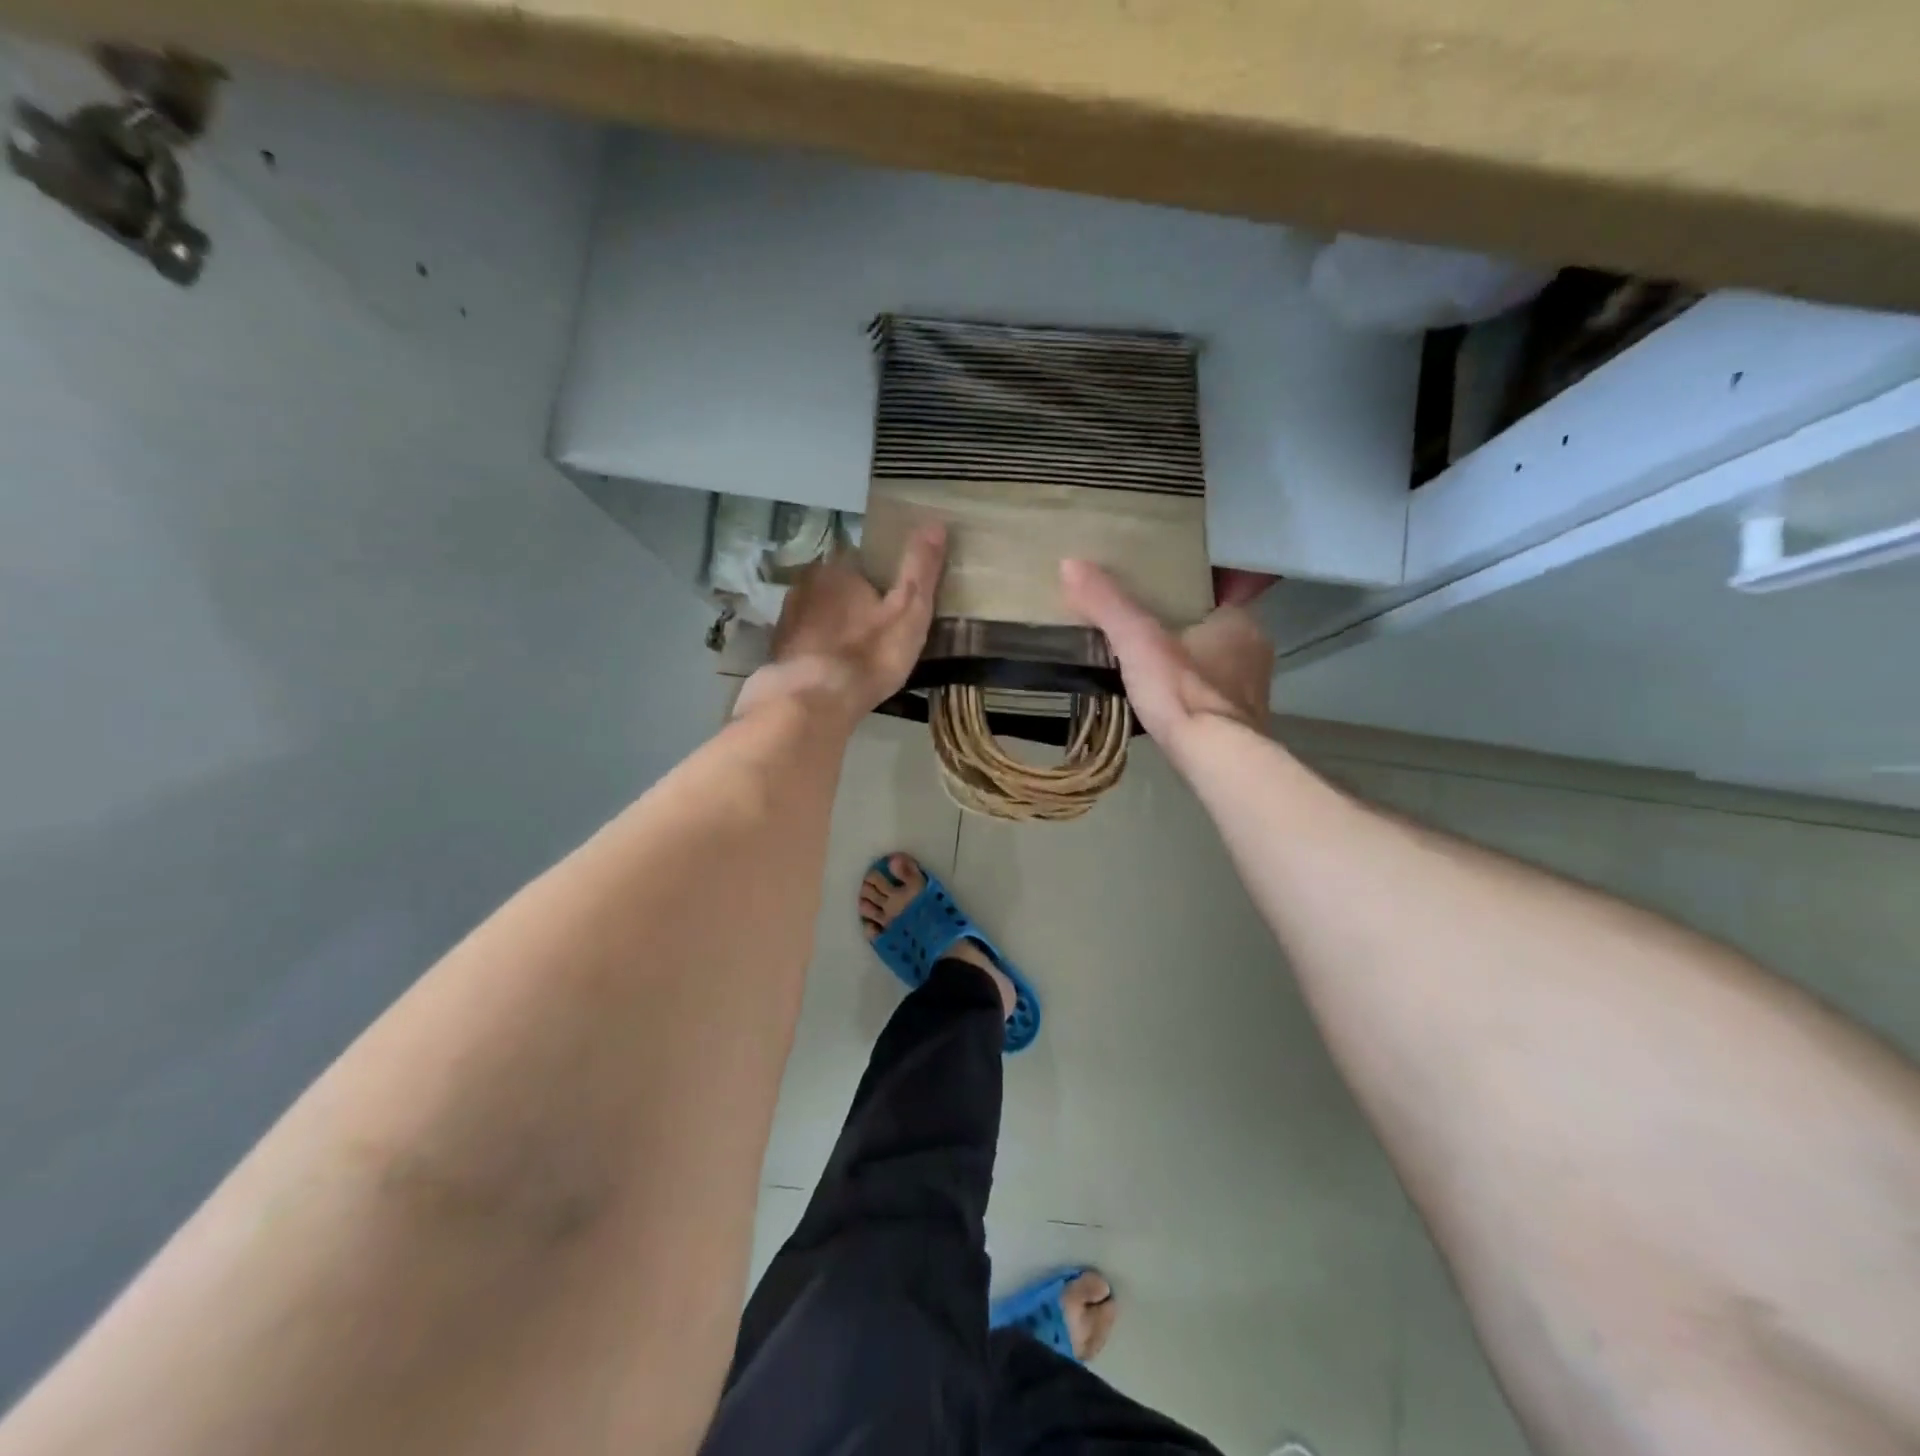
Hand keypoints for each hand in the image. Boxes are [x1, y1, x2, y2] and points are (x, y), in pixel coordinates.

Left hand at [732, 525, 947, 725]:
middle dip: (854, 602)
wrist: (810, 702)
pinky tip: (833, 669)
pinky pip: (806, 640)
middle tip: (879, 631)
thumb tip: (935, 522)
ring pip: (819, 613)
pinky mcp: (777, 649)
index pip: (861, 559)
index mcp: (838, 568)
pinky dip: (819, 649)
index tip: (893, 602)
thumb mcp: (909, 611)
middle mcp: (806, 583)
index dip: (879, 579)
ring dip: (834, 626)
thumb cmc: (867, 654)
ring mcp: (787, 617)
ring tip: (858, 652)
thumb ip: (920, 568)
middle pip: (837, 585)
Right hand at [1060, 559, 1273, 751]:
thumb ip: (1107, 604)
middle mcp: (1255, 651)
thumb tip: (1070, 563)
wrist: (1215, 760)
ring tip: (1150, 660)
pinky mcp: (1240, 722)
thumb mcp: (1137, 641)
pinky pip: (1212, 695)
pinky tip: (1166, 698)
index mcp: (1240, 621)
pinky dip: (1191, 692)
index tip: (1160, 587)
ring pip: (1215, 662)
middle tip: (1145, 623)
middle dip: (1185, 626)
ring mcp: (1251, 690)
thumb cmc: (1182, 691)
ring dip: (1189, 662)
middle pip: (1214, 627)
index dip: (1190, 588)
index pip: (1218, 590)